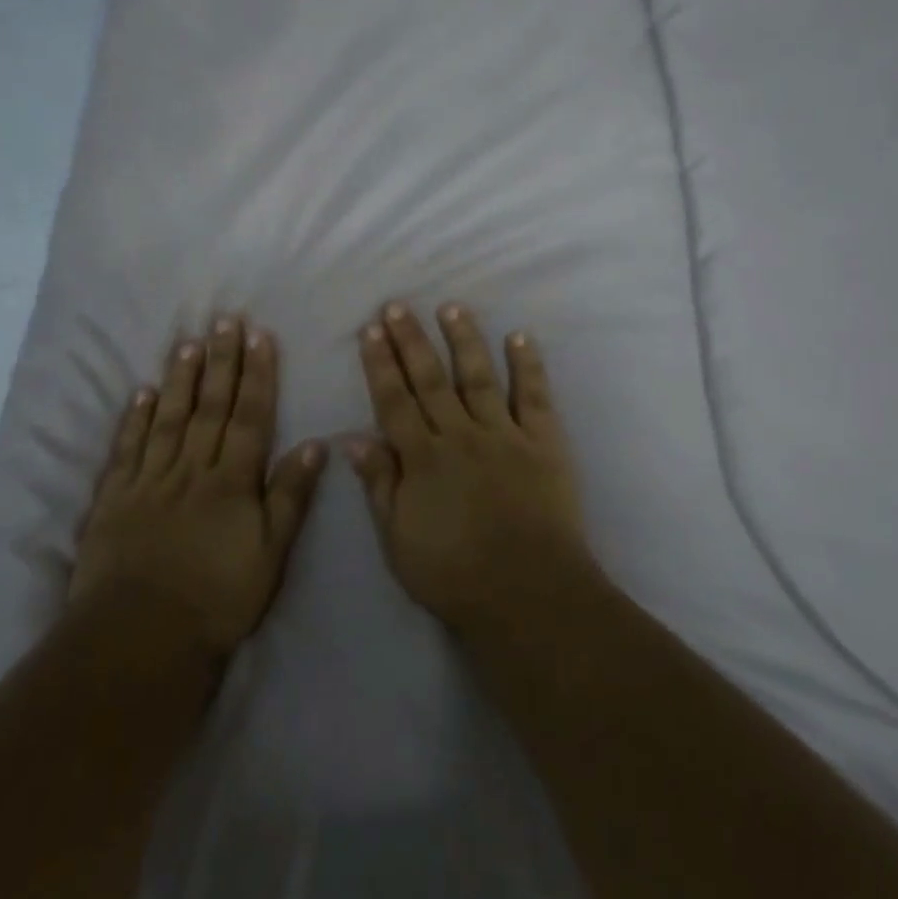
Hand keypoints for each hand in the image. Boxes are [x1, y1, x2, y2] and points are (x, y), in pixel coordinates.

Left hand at [73, 317, 325, 658]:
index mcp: (232, 481)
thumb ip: (290, 495)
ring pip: (168, 419)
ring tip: (188, 343)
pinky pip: (128, 449)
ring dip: (180, 379)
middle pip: (210, 407)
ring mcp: (150, 481)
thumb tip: (315, 444)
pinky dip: (135, 418)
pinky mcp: (114, 499)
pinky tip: (143, 393)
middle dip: (221, 362)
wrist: (140, 636)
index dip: (257, 375)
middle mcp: (192, 470)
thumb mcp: (271, 552)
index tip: (259, 337)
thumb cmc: (218, 598)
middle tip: (224, 322)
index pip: (249, 417)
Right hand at [346, 302, 593, 632]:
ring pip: (479, 377)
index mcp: (423, 459)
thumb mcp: (399, 540)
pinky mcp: (544, 442)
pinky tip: (519, 336)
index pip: (395, 402)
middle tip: (397, 306)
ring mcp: (505, 434)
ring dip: (464, 340)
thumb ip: (380, 485)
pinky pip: (534, 396)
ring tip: (452, 307)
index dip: (381, 365)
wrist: (527, 592)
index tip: (371, 330)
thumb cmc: (455, 575)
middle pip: (431, 380)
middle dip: (411, 341)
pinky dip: (528, 365)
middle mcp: (461, 435)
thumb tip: (353, 439)